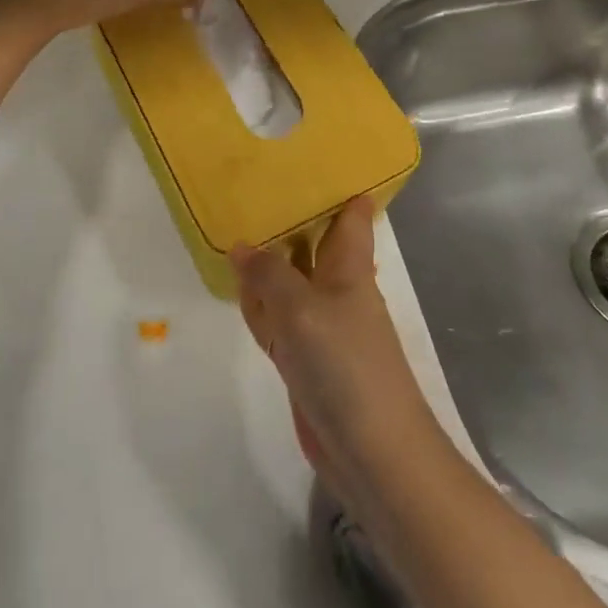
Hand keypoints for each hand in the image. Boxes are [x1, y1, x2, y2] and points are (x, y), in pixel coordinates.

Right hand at [231, 198, 449, 509]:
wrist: (372, 451)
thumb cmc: (345, 365)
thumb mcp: (300, 309)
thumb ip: (268, 274)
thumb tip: (242, 246)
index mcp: (350, 265)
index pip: (351, 212)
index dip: (338, 184)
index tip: (310, 156)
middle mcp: (337, 287)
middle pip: (312, 242)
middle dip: (288, 219)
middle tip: (253, 185)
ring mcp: (321, 323)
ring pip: (290, 280)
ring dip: (267, 264)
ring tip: (235, 227)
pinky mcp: (306, 356)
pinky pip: (279, 319)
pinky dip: (261, 306)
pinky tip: (239, 290)